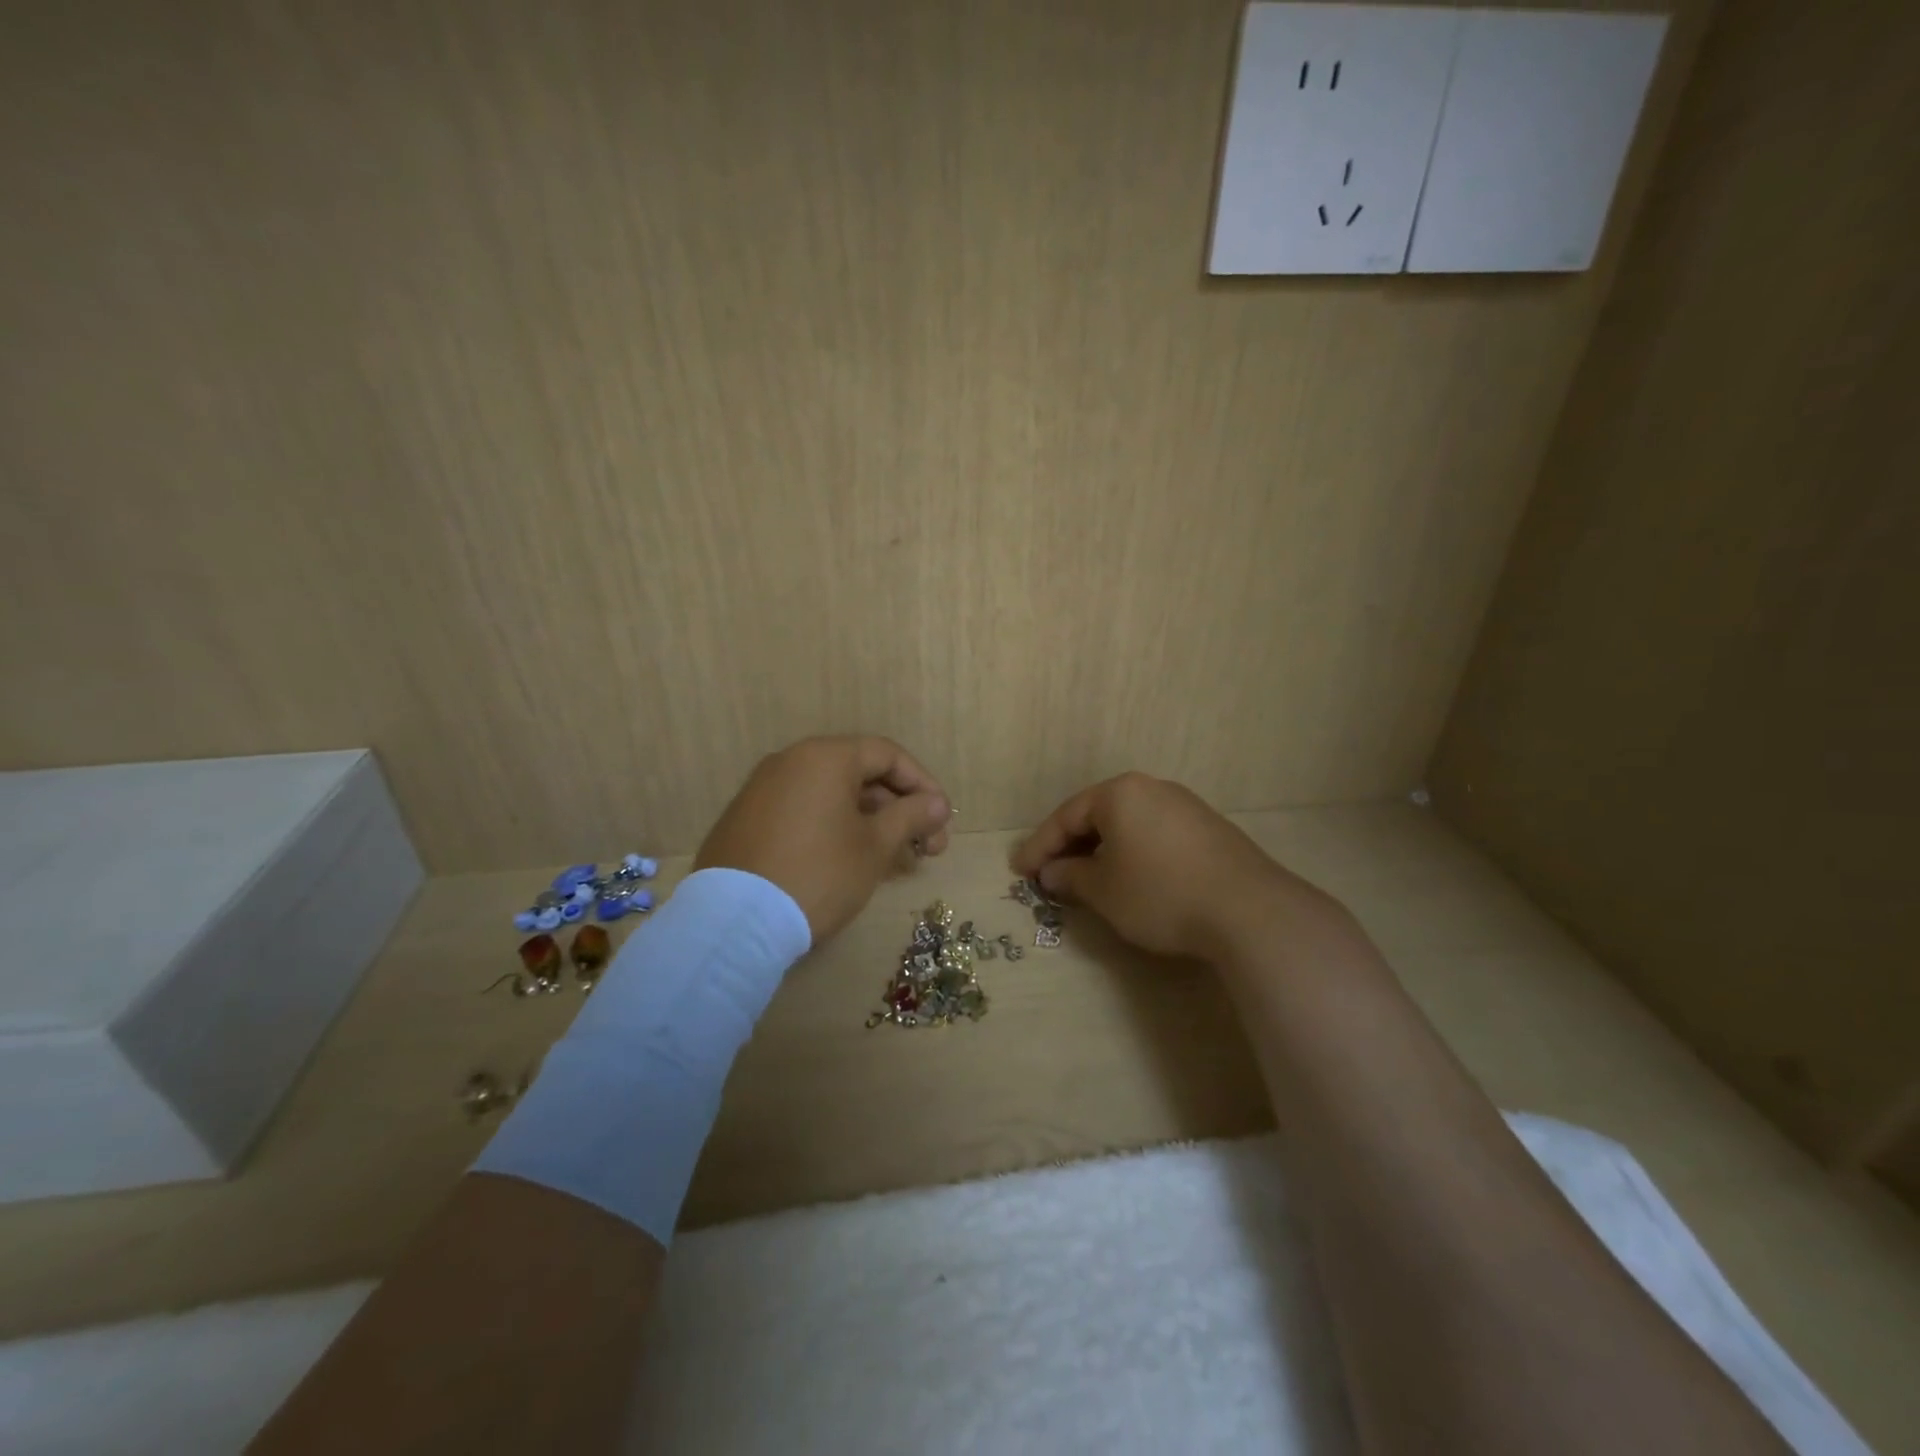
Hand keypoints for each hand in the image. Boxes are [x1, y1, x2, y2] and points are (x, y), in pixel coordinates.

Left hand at [695, 736, 951, 942]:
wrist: (733, 922)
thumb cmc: (818, 874)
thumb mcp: (875, 847)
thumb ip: (911, 816)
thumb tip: (938, 803)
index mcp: (824, 757)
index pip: (888, 754)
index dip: (923, 785)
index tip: (942, 820)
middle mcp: (790, 761)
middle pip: (859, 773)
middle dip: (899, 809)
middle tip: (926, 848)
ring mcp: (762, 790)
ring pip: (832, 795)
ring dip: (870, 821)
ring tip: (894, 860)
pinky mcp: (746, 820)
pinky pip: (803, 811)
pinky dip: (834, 827)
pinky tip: (849, 861)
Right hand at [1010, 773, 1336, 962]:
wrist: (1248, 911)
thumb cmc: (1160, 893)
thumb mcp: (1104, 891)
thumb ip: (1070, 877)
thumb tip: (1052, 873)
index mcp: (1120, 793)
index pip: (1066, 816)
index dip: (1039, 846)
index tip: (1019, 871)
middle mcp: (1152, 789)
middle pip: (1098, 815)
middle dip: (1071, 846)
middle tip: (1049, 874)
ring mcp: (1185, 807)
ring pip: (1128, 825)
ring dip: (1102, 851)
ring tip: (1087, 879)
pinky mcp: (1209, 830)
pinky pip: (1155, 835)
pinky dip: (1133, 854)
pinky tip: (1132, 879)